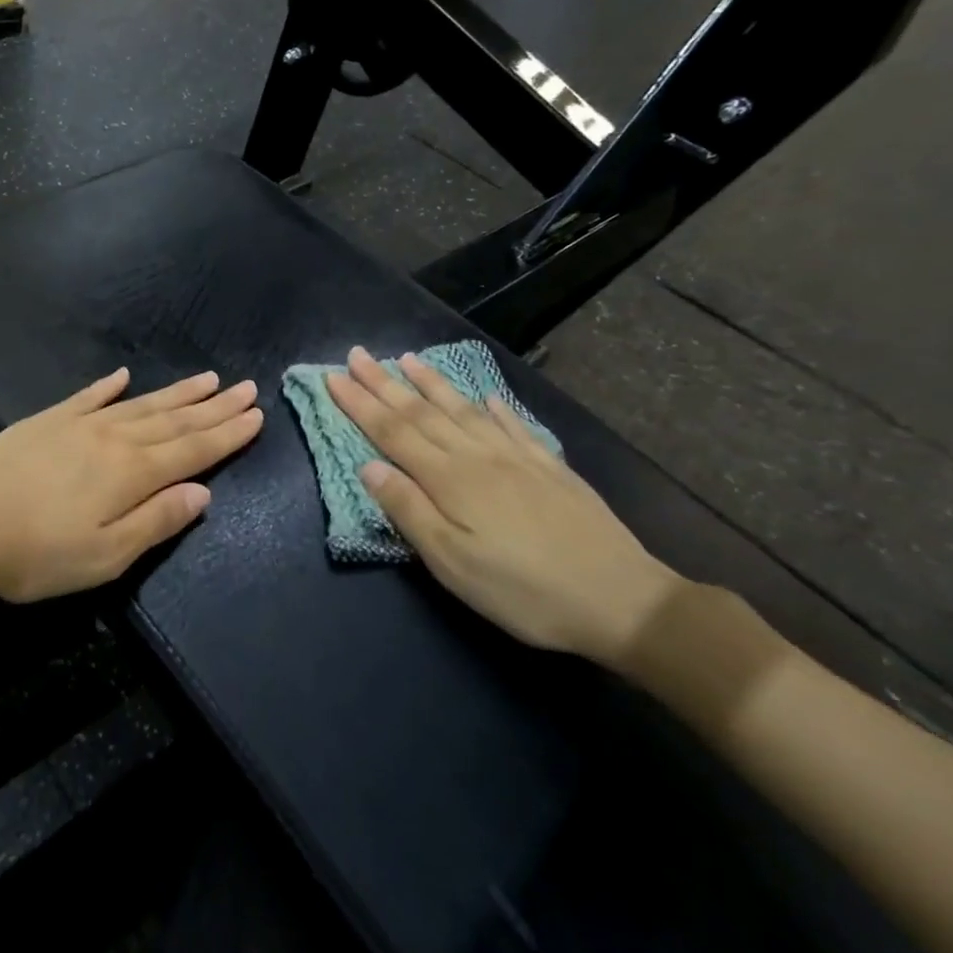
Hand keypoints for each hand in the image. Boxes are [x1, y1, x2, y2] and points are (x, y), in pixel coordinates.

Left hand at [0, 369, 263, 602]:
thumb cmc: (35, 553)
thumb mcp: (105, 556)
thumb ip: (156, 521)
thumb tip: (202, 492)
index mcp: (132, 473)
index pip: (192, 448)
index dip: (227, 433)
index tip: (256, 414)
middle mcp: (113, 439)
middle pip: (174, 420)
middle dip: (213, 406)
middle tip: (245, 387)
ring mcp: (78, 425)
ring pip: (140, 404)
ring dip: (176, 393)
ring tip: (206, 378)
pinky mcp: (47, 421)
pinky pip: (88, 397)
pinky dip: (109, 386)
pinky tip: (123, 376)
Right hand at [325, 347, 681, 665]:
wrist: (620, 598)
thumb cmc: (523, 590)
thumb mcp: (452, 562)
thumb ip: (408, 510)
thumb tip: (369, 466)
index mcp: (449, 478)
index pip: (392, 431)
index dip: (359, 403)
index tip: (333, 377)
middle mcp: (477, 456)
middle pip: (421, 412)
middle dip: (384, 383)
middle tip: (357, 354)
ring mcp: (516, 457)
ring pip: (462, 409)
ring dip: (431, 383)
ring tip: (406, 358)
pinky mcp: (548, 467)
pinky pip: (513, 424)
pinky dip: (493, 406)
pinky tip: (485, 395)